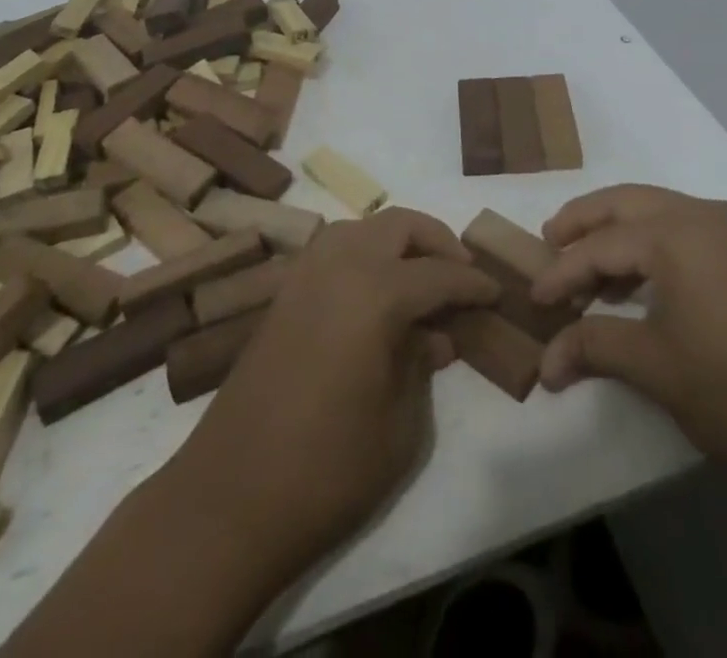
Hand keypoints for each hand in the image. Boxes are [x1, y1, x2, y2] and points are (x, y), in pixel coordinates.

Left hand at [176, 209, 499, 579]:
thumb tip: (435, 337)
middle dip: (437, 241)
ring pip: (361, 228)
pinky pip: (332, 250)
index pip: (439, 274)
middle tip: (461, 272)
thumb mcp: (400, 428)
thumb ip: (422, 367)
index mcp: (375, 293)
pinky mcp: (282, 296)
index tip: (497, 291)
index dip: (473, 283)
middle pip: (398, 226)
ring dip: (396, 241)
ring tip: (420, 277)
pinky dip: (363, 254)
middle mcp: (339, 267)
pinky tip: (375, 294)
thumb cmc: (327, 471)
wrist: (229, 500)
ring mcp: (304, 276)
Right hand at [533, 185, 726, 477]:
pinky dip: (652, 243)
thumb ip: (593, 346)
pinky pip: (685, 229)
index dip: (563, 271)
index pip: (602, 244)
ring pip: (657, 210)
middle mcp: (704, 214)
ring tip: (587, 265)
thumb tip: (544, 364)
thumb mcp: (654, 365)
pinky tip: (636, 280)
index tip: (535, 297)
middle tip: (549, 241)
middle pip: (626, 203)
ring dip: (618, 231)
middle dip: (584, 221)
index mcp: (677, 233)